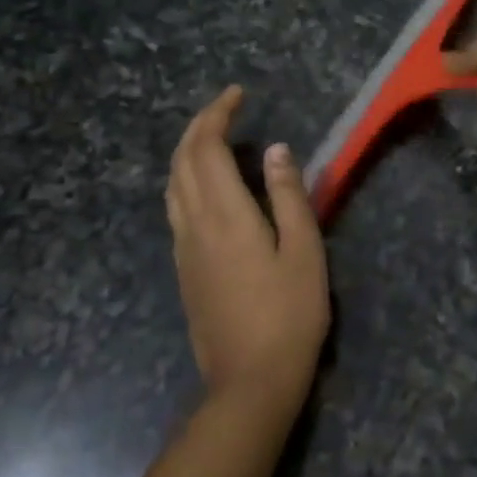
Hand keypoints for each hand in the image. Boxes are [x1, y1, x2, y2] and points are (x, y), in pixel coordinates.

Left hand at [165, 86, 329, 415]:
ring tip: (214, 137)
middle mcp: (194, 224)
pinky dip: (185, 178)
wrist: (249, 382)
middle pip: (182, 160)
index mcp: (225, 215)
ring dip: (187, 150)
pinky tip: (207, 185)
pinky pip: (174, 206)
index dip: (218, 114)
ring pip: (172, 184)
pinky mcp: (183, 268)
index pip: (208, 148)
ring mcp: (183, 248)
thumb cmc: (289, 314)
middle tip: (227, 107)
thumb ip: (288, 196)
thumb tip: (276, 149)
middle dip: (199, 125)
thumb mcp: (304, 251)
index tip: (238, 94)